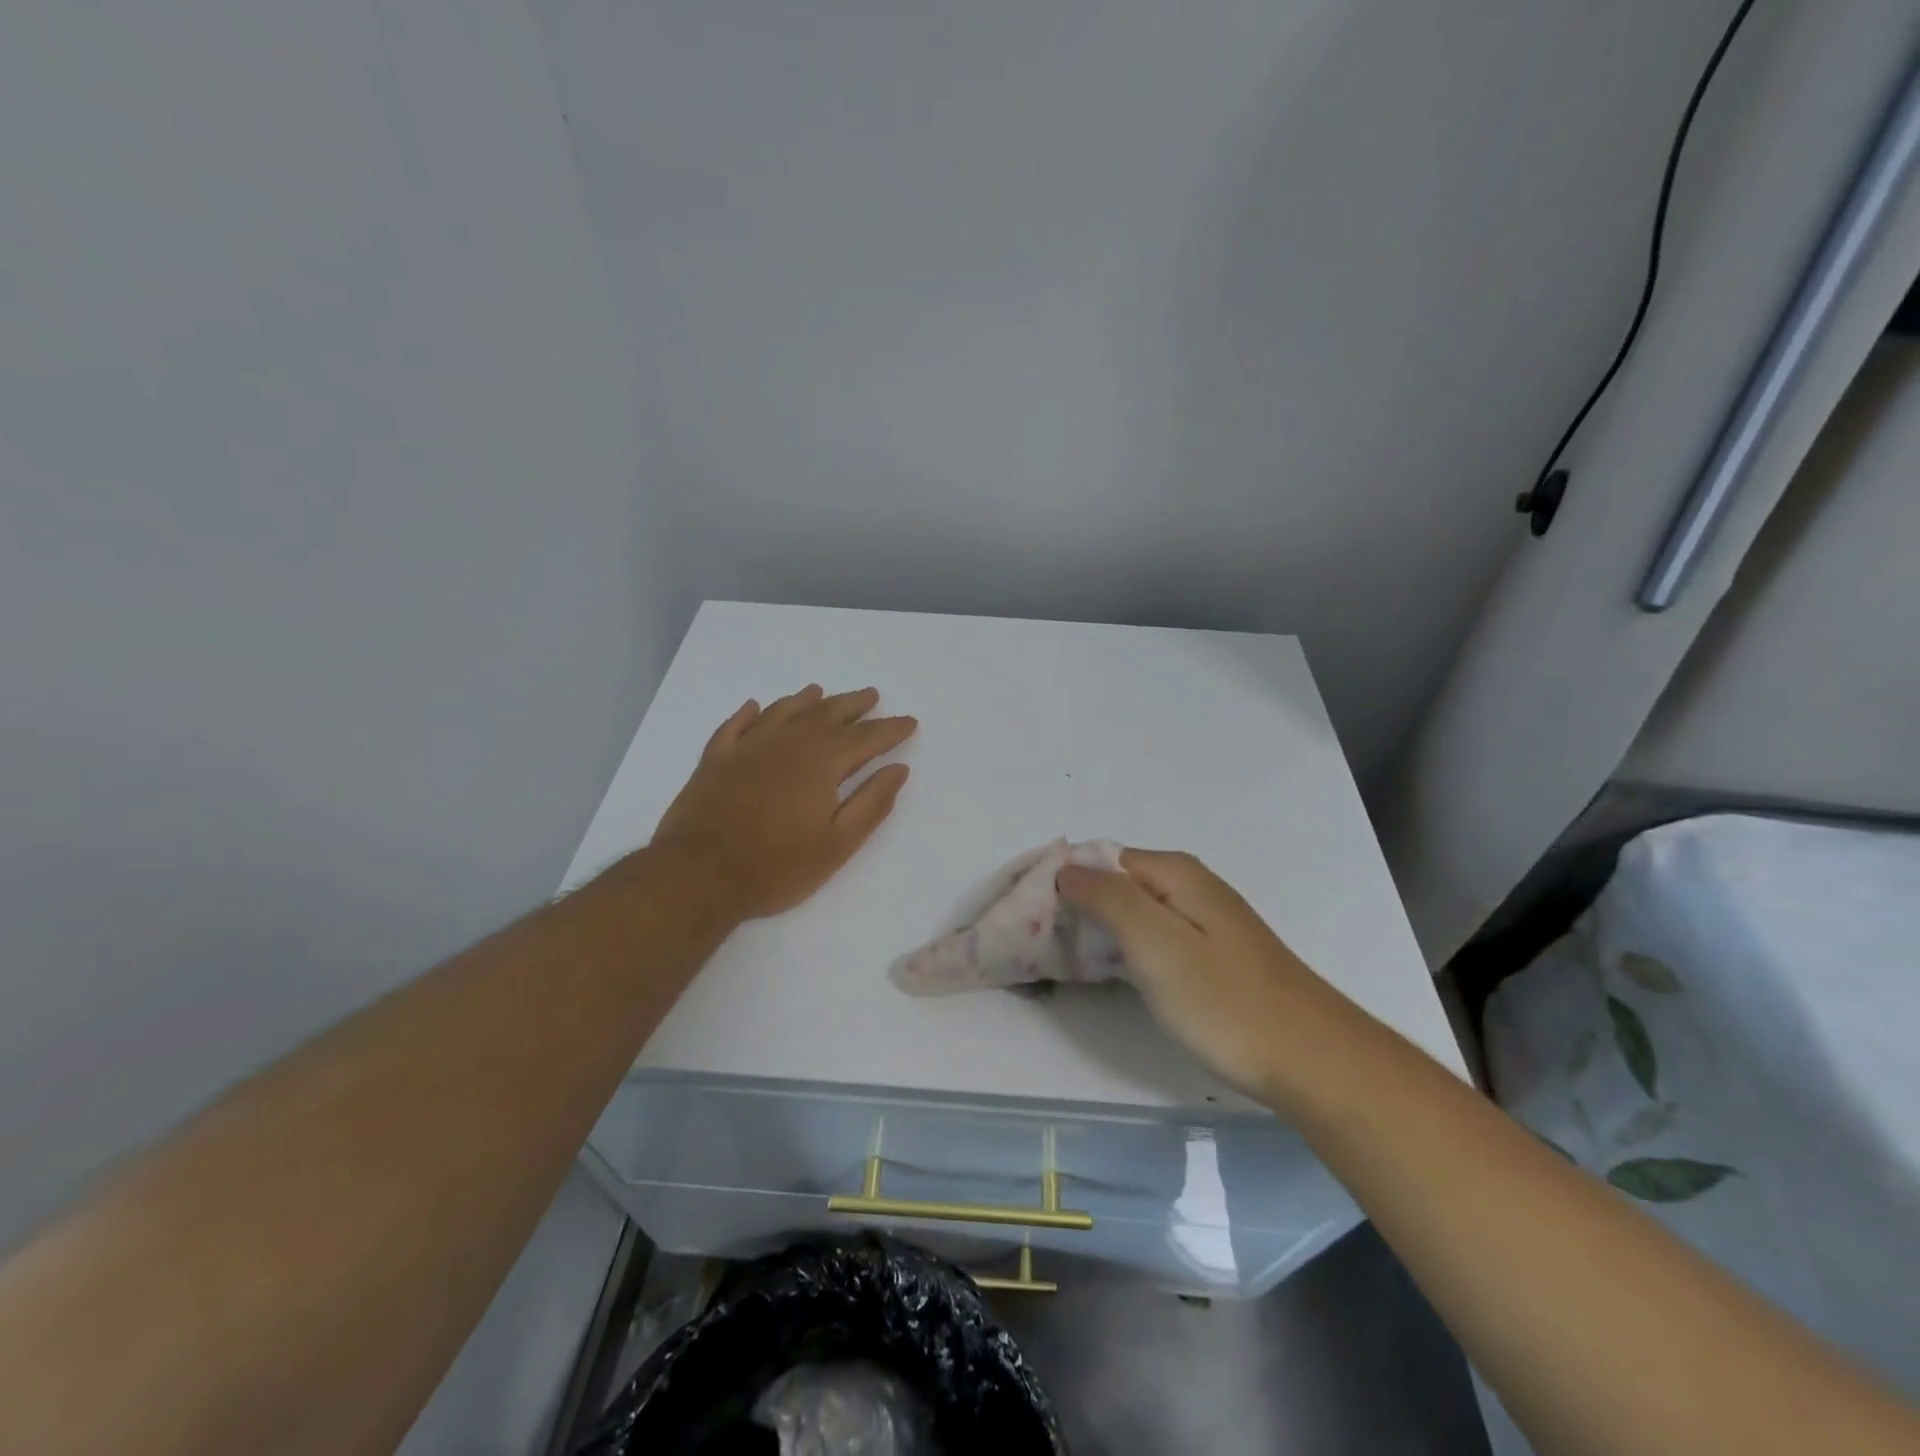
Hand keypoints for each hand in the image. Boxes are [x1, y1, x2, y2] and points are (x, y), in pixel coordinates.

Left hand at [653, 685, 916, 919]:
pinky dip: (749, 713)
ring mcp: (747, 748)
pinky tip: (755, 706)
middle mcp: (787, 743)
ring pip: (783, 712)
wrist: (698, 875)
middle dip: (853, 705)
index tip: (909, 721)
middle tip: (871, 695)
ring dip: (805, 700)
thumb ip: (871, 803)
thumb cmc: (777, 866)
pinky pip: (735, 725)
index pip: (865, 738)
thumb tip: (898, 769)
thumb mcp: (837, 844)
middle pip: (827, 714)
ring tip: (819, 691)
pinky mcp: (715, 760)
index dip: (890, 729)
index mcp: (821, 762)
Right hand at [1057, 850, 1337, 1099]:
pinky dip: (1127, 950)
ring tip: (1068, 963)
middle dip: (1078, 908)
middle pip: (1116, 884)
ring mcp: (1204, 920)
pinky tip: (1117, 975)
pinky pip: (1154, 937)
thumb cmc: (1225, 1002)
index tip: (1033, 921)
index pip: (1099, 860)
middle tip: (1045, 947)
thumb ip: (1107, 898)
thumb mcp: (1156, 944)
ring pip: (1134, 913)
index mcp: (1174, 873)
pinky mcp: (1212, 954)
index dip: (1064, 884)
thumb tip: (1067, 869)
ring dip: (1100, 931)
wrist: (1312, 1061)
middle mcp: (1190, 885)